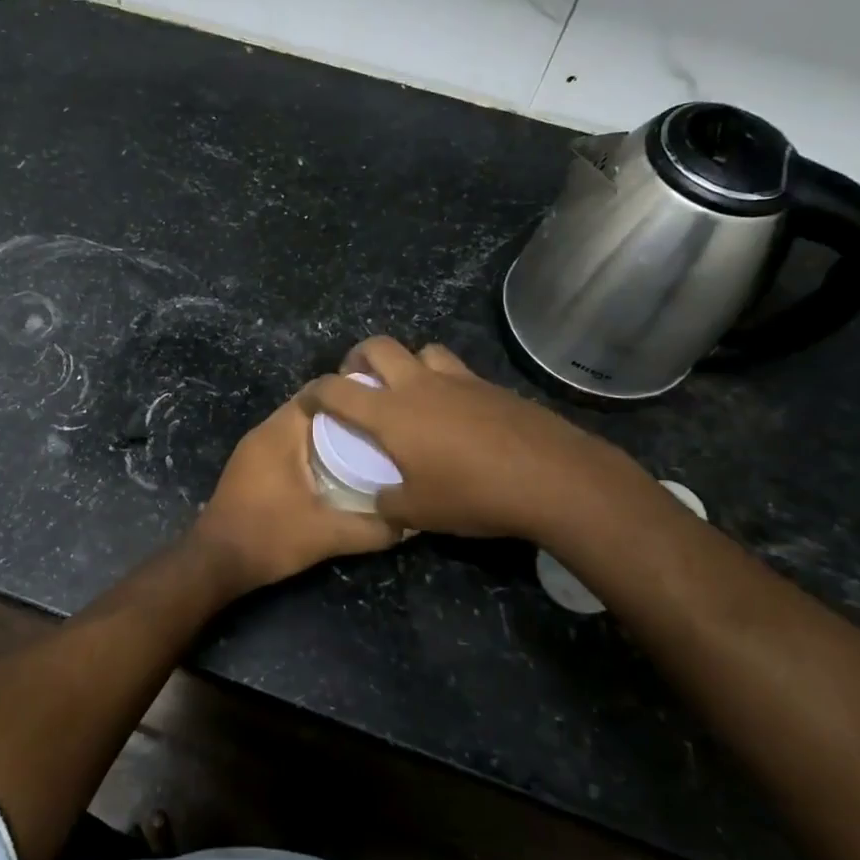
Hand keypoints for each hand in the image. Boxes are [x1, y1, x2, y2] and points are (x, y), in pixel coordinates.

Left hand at [190, 394, 400, 594]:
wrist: (215, 562)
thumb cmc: (268, 537)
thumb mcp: (328, 535)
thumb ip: (372, 528)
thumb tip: (410, 523)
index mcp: (279, 433)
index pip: (317, 392)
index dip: (350, 393)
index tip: (382, 404)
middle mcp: (264, 432)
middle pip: (309, 408)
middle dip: (345, 415)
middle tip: (382, 427)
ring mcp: (253, 450)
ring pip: (297, 428)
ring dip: (327, 433)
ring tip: (366, 446)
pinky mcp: (251, 468)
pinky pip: (287, 445)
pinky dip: (311, 449)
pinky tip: (335, 470)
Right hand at [300, 336, 649, 542]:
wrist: (552, 478)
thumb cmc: (473, 494)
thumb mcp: (419, 512)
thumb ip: (388, 504)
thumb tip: (381, 501)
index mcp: (391, 413)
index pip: (337, 389)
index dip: (315, 391)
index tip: (308, 401)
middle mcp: (419, 385)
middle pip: (378, 346)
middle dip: (358, 358)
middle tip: (359, 382)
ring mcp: (459, 380)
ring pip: (423, 350)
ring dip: (407, 363)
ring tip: (410, 392)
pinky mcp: (491, 386)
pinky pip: (456, 371)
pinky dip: (444, 381)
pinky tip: (455, 413)